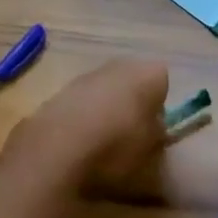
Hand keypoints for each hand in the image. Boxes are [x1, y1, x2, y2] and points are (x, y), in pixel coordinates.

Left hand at [10, 59, 169, 195]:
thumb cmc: (117, 147)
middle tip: (129, 134)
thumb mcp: (153, 151)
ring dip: (104, 110)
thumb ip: (157, 134)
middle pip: (131, 82)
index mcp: (149, 74)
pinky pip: (79, 104)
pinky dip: (80, 118)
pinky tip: (76, 144)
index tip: (153, 129)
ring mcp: (85, 76)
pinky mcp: (57, 92)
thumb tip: (152, 128)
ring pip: (103, 91)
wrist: (55, 151)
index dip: (158, 107)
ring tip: (100, 143)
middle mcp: (119, 66)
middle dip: (131, 103)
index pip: (162, 83)